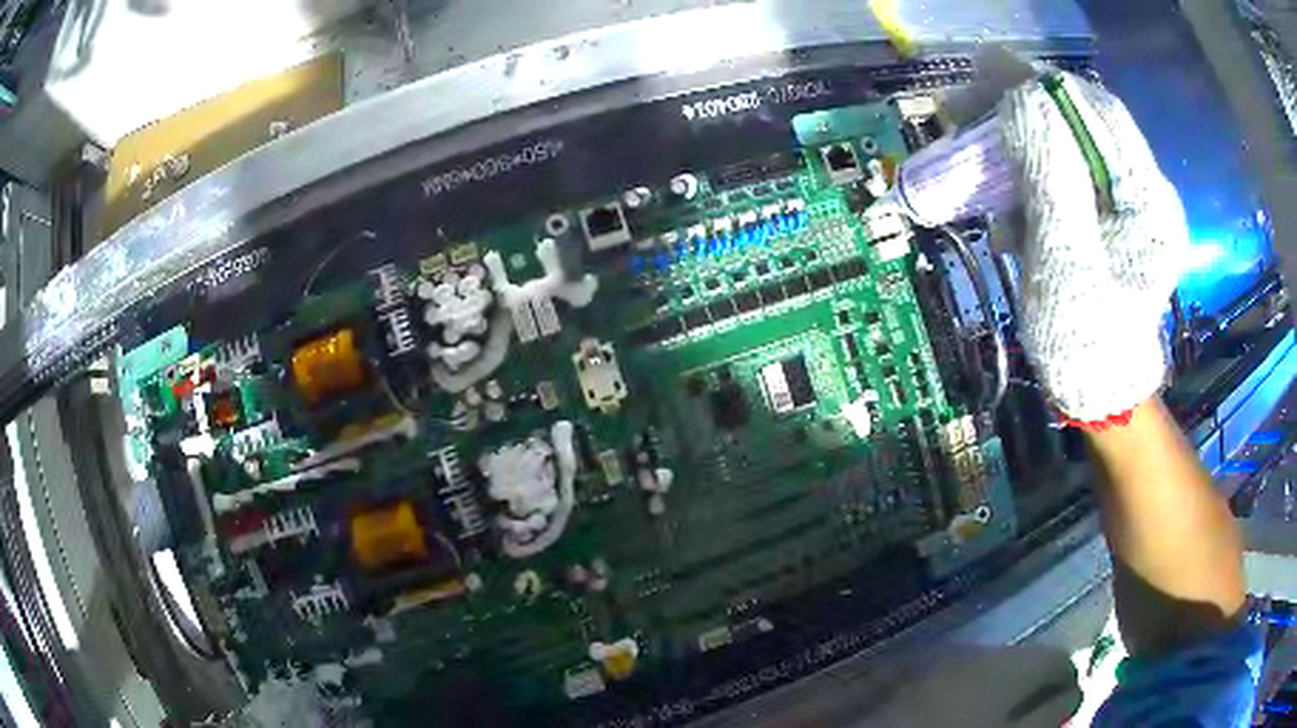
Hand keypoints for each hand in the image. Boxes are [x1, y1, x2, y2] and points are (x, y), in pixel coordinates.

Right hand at [998, 72, 1188, 422]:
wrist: (1098, 393)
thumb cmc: (1085, 340)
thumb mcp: (1064, 259)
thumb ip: (1051, 174)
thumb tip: (1022, 98)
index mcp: (1148, 199)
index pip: (1095, 111)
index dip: (1039, 85)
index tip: (981, 76)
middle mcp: (1144, 190)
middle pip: (1081, 121)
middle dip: (1022, 109)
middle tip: (964, 112)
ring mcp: (1128, 204)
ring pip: (1069, 144)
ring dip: (1020, 144)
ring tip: (978, 163)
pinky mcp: (1109, 217)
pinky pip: (1066, 176)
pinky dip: (1030, 178)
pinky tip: (1011, 207)